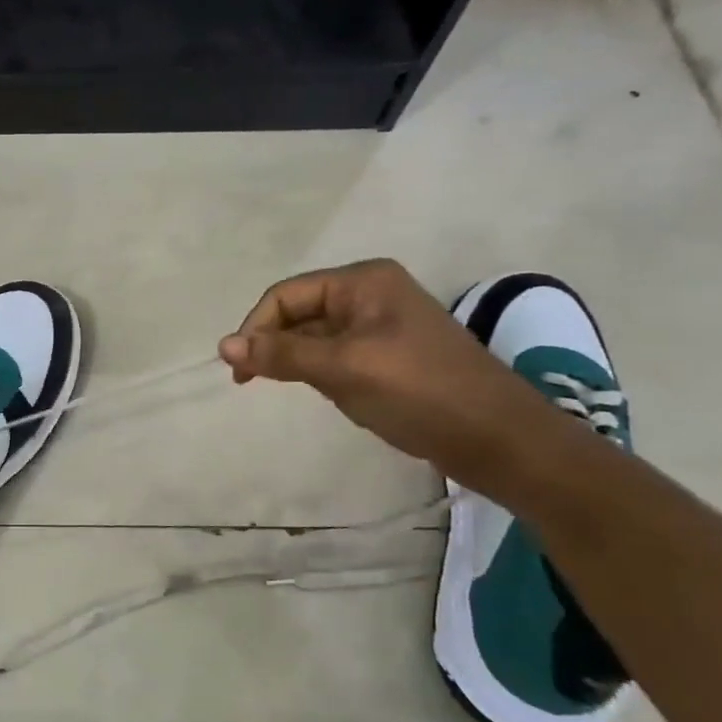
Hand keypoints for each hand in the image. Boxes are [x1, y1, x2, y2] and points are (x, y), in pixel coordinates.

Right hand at [218, 259, 560, 490]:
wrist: (499, 440)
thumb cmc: (419, 393)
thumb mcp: (344, 368)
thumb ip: (282, 353)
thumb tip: (223, 344)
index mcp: (363, 281)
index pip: (286, 295)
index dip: (255, 328)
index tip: (239, 371)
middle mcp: (370, 294)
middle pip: (298, 312)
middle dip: (273, 344)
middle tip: (250, 382)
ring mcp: (381, 325)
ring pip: (314, 336)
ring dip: (295, 360)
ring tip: (288, 389)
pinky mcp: (388, 355)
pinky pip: (335, 355)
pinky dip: (318, 372)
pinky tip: (325, 394)